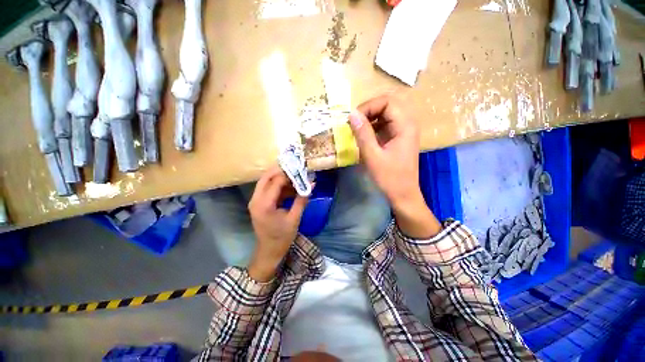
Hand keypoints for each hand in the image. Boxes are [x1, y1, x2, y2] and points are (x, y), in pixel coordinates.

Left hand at [247, 166, 307, 281]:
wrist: (269, 251)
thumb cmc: (282, 237)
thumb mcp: (294, 218)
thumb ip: (302, 200)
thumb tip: (312, 184)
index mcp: (264, 204)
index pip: (276, 182)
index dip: (290, 175)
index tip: (302, 172)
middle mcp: (256, 200)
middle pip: (266, 177)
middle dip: (281, 172)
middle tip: (296, 170)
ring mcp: (255, 201)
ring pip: (266, 182)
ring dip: (280, 179)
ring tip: (296, 180)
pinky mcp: (258, 203)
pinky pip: (268, 189)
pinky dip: (279, 186)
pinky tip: (291, 189)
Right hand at [349, 95, 441, 238]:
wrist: (403, 195)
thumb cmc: (390, 178)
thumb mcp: (373, 156)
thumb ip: (363, 133)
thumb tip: (352, 114)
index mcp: (405, 126)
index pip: (387, 102)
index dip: (368, 106)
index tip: (353, 120)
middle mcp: (407, 124)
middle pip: (387, 105)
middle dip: (368, 111)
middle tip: (353, 123)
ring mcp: (403, 131)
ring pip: (385, 115)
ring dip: (369, 119)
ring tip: (356, 130)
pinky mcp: (398, 138)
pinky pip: (384, 125)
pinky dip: (372, 128)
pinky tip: (363, 137)